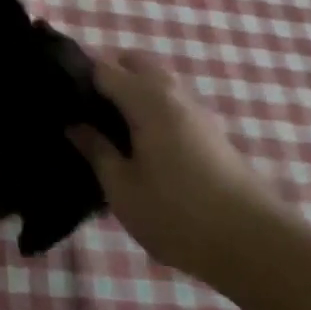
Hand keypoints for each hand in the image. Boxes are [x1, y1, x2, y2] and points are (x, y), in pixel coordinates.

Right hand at [68, 50, 283, 282]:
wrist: (258, 247)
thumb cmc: (179, 215)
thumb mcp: (122, 188)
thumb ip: (96, 150)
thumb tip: (74, 125)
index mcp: (147, 99)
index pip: (101, 67)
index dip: (74, 74)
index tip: (52, 92)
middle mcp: (173, 94)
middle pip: (134, 62)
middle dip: (106, 73)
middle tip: (82, 106)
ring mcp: (196, 112)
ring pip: (156, 81)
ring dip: (131, 90)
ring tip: (107, 126)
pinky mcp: (211, 133)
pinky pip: (171, 102)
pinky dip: (150, 107)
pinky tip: (138, 142)